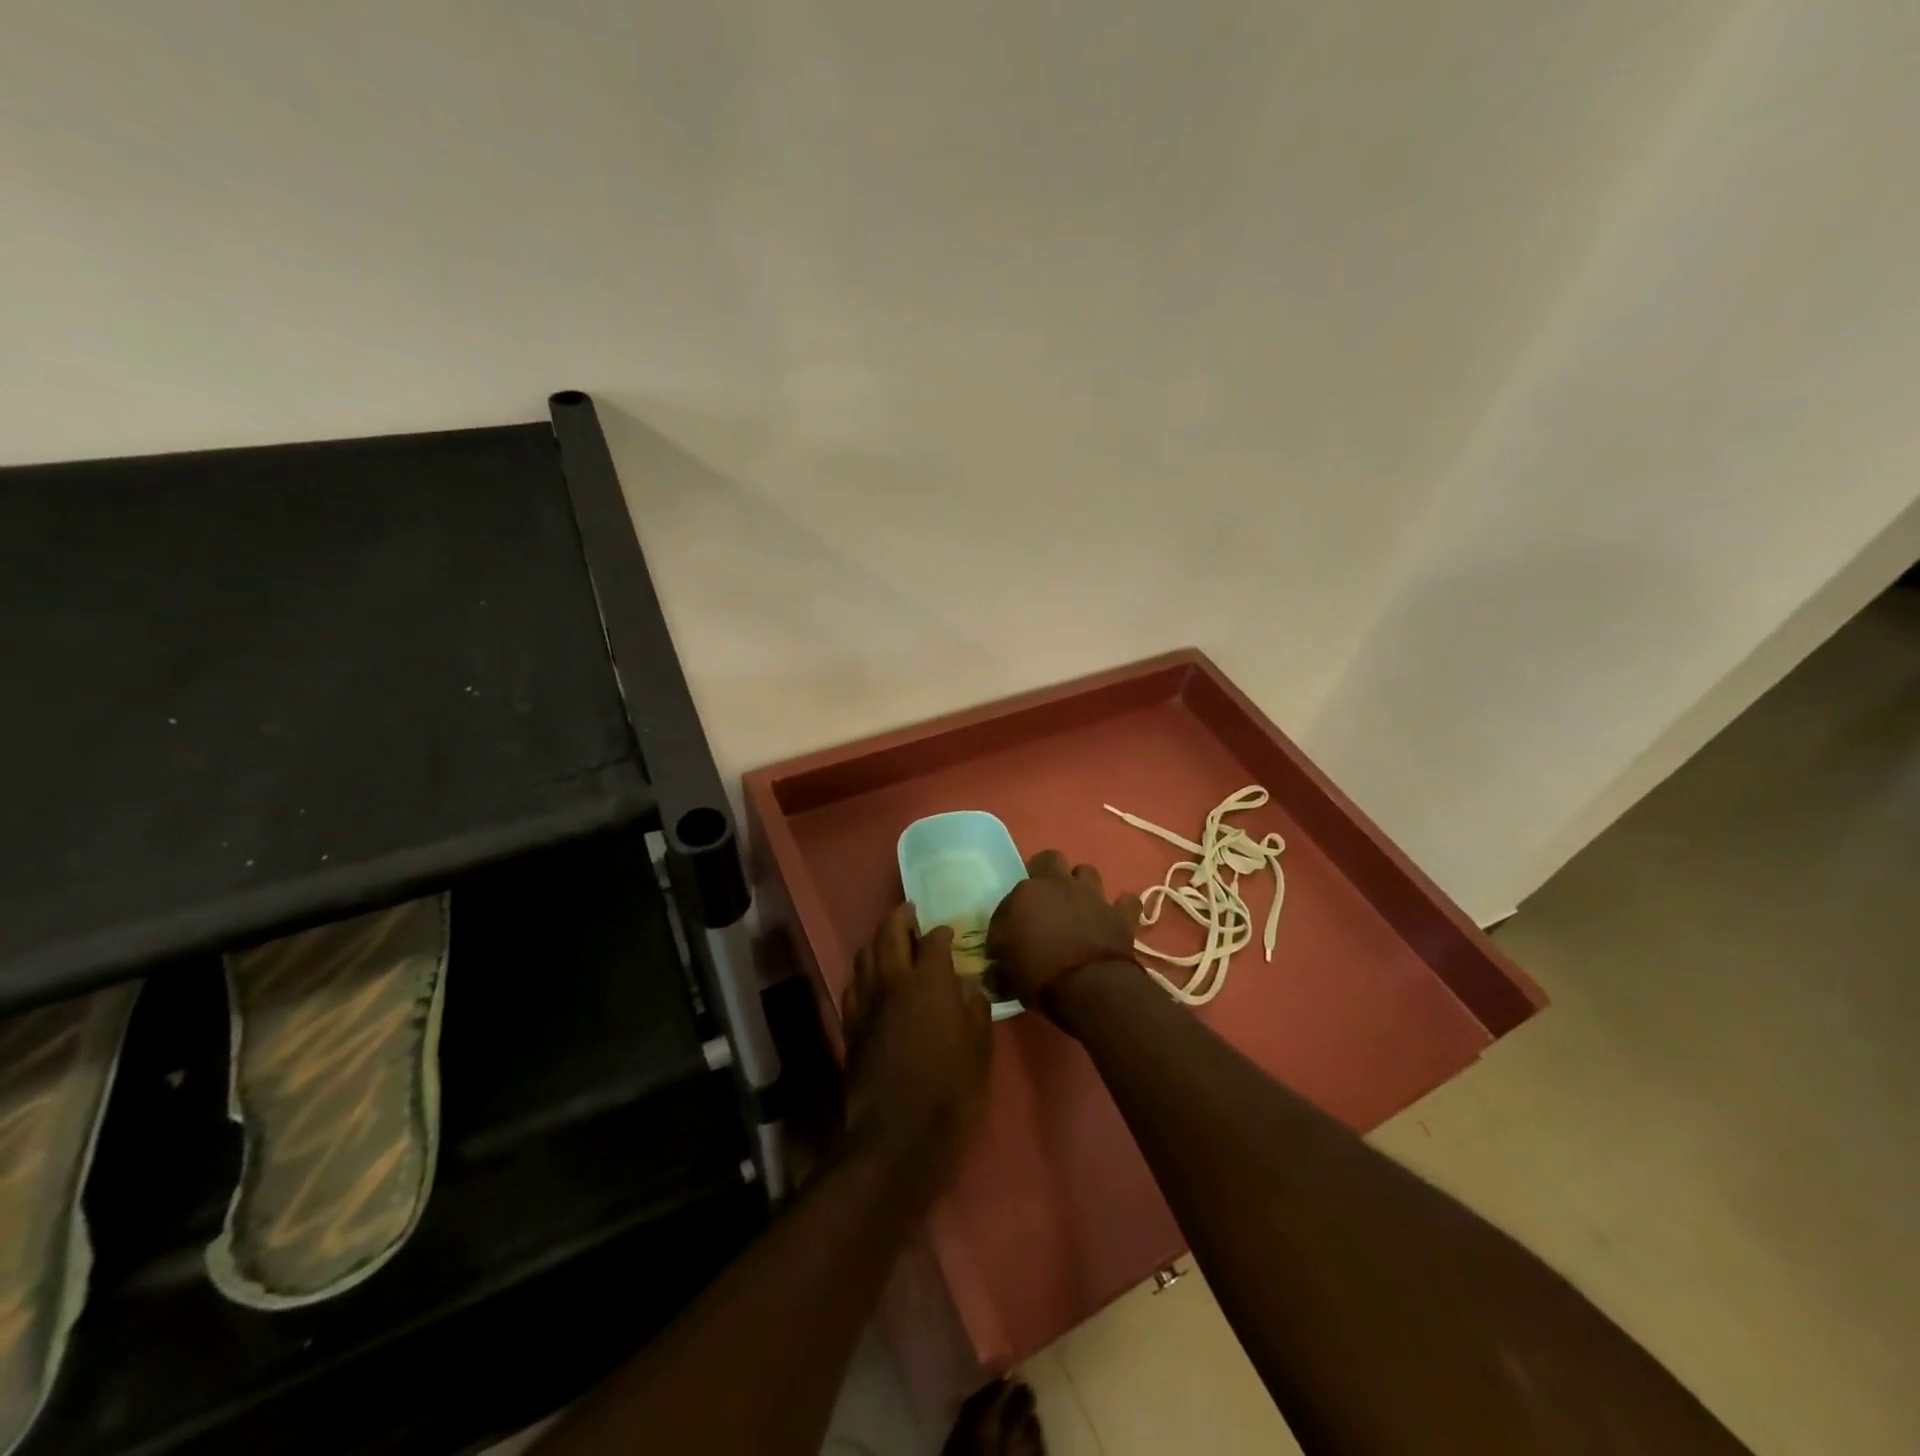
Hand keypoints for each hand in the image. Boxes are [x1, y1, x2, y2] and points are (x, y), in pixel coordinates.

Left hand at [842, 903, 993, 1194]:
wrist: (898, 1136)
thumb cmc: (951, 1091)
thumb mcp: (980, 1048)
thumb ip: (974, 1008)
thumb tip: (967, 986)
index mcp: (929, 980)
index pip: (934, 940)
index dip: (943, 932)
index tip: (949, 932)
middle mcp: (893, 981)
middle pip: (890, 933)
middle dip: (901, 918)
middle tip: (911, 913)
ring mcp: (866, 1002)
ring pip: (865, 954)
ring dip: (878, 941)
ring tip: (891, 942)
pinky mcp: (850, 1025)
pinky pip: (854, 984)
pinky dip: (864, 972)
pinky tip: (873, 981)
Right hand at [987, 850, 1141, 1020]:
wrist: (1091, 987)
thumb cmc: (1040, 977)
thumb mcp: (1007, 975)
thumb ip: (1000, 965)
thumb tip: (995, 968)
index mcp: (1025, 894)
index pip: (1010, 895)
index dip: (1010, 914)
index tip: (1010, 935)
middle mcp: (1058, 885)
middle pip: (1049, 859)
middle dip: (1045, 873)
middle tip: (1042, 900)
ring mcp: (1092, 896)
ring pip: (1086, 871)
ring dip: (1081, 884)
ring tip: (1077, 904)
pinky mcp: (1120, 914)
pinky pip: (1126, 902)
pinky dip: (1121, 908)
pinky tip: (1115, 917)